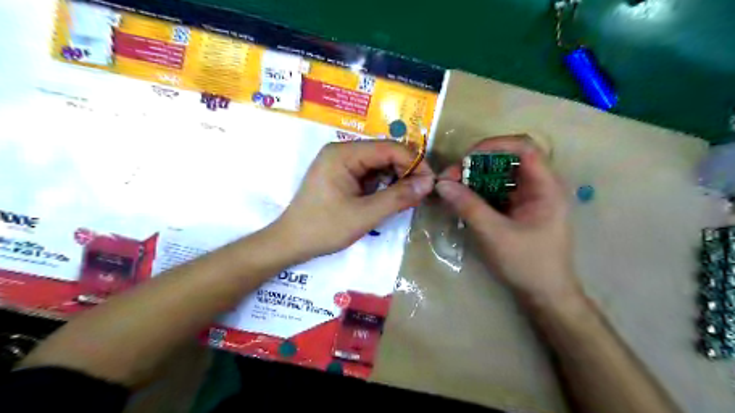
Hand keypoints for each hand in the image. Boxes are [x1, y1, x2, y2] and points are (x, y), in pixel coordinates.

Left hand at [276, 140, 434, 258]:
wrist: (291, 243)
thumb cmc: (324, 228)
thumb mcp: (364, 215)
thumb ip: (398, 197)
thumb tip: (429, 183)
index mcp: (343, 153)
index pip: (388, 148)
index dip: (414, 162)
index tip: (431, 182)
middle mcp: (342, 151)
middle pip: (384, 153)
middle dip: (406, 171)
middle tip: (422, 192)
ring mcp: (340, 163)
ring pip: (378, 164)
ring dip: (395, 178)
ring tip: (409, 197)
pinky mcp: (340, 176)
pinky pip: (368, 174)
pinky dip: (383, 185)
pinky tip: (391, 197)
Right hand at [433, 136, 583, 303]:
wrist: (545, 296)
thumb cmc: (528, 264)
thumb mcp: (495, 234)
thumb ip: (468, 206)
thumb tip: (441, 184)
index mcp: (546, 186)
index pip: (524, 148)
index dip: (494, 145)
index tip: (465, 157)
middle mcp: (539, 187)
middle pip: (507, 161)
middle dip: (476, 165)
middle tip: (450, 176)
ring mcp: (528, 199)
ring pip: (499, 177)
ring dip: (474, 179)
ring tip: (451, 188)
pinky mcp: (518, 211)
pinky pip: (496, 193)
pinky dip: (478, 193)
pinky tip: (461, 200)